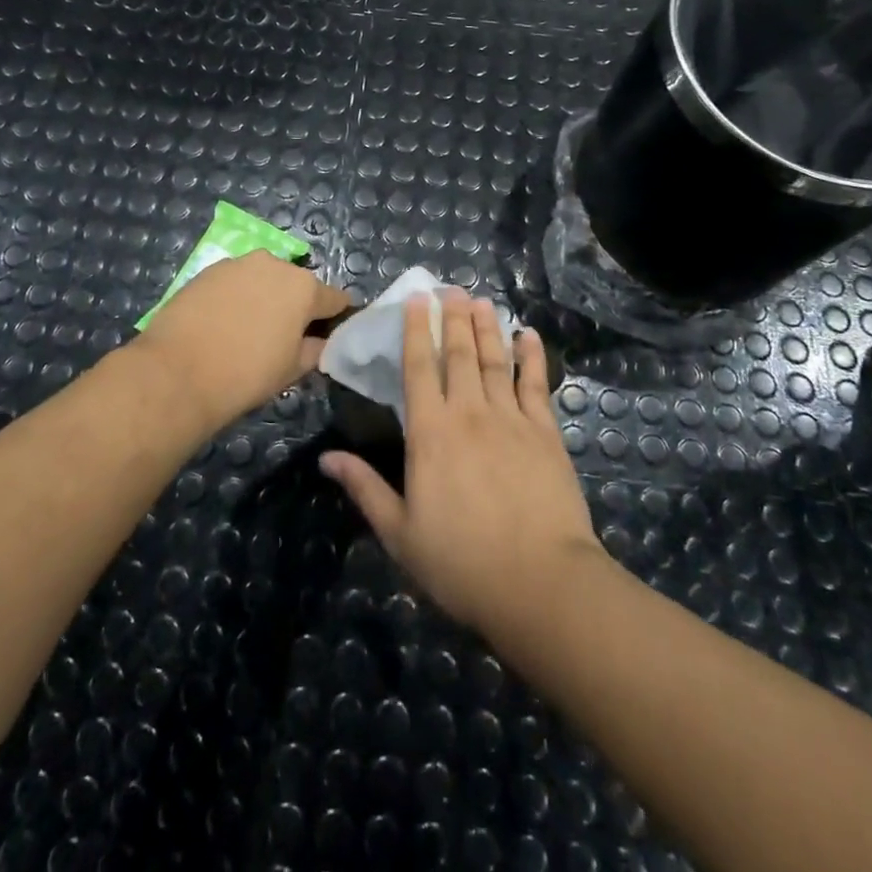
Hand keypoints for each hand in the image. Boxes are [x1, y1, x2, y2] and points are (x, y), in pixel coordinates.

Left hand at [135, 252, 350, 425]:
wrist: (177, 372)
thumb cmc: (247, 373)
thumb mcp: (292, 369)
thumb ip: (315, 349)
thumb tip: (320, 341)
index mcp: (304, 287)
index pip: (335, 299)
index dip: (335, 318)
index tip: (328, 334)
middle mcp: (275, 264)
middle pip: (297, 285)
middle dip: (295, 305)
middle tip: (283, 336)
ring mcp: (238, 264)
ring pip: (263, 280)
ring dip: (263, 297)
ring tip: (247, 329)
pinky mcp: (208, 270)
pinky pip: (234, 282)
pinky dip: (235, 297)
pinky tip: (222, 323)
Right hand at [318, 290, 602, 637]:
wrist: (540, 583)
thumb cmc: (461, 563)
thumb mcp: (400, 533)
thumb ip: (365, 489)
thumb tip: (326, 458)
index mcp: (430, 434)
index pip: (419, 368)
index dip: (416, 330)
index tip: (417, 298)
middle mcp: (469, 413)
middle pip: (459, 354)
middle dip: (453, 317)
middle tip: (451, 287)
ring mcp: (511, 419)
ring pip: (496, 360)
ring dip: (487, 327)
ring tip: (481, 300)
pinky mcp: (546, 433)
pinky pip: (536, 384)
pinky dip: (532, 356)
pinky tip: (529, 335)